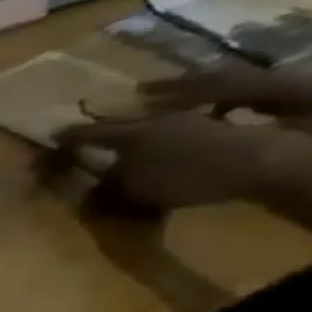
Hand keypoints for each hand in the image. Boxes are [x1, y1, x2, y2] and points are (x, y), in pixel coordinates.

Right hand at [57, 113, 278, 214]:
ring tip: (130, 135)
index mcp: (129, 135)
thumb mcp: (135, 193)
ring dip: (138, 127)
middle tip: (90, 135)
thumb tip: (87, 192)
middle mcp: (155, 120)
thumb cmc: (186, 178)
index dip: (70, 138)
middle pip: (122, 124)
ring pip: (153, 120)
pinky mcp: (216, 124)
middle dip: (104, 129)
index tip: (53, 137)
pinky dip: (168, 130)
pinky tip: (169, 138)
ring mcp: (189, 118)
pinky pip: (181, 123)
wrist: (258, 162)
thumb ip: (107, 191)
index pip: (89, 135)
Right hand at [140, 66, 311, 136]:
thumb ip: (250, 132)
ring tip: (164, 93)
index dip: (174, 97)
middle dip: (174, 85)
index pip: (209, 89)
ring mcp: (274, 78)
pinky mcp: (282, 84)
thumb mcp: (297, 130)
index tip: (142, 104)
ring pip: (224, 77)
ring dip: (191, 84)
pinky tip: (206, 108)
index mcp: (263, 87)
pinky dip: (214, 92)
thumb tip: (204, 138)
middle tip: (140, 91)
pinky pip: (238, 85)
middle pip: (212, 78)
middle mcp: (264, 77)